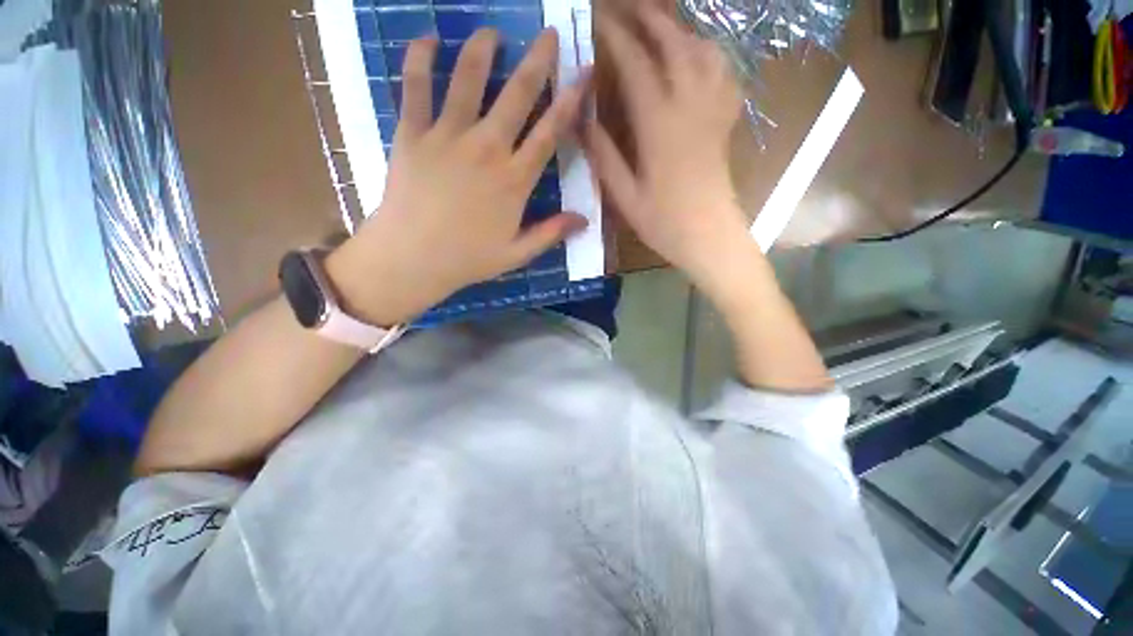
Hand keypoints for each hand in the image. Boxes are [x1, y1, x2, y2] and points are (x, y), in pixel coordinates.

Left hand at [329, 29, 591, 325]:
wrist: (412, 258)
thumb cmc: (468, 259)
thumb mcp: (517, 254)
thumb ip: (551, 233)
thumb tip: (585, 220)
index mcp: (514, 180)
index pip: (550, 132)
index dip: (570, 100)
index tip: (585, 72)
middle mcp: (487, 149)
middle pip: (517, 95)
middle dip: (537, 60)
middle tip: (548, 34)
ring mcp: (447, 137)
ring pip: (468, 79)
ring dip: (482, 49)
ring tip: (491, 31)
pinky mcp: (412, 134)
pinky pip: (415, 86)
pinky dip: (420, 58)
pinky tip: (428, 39)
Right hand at [584, 6, 747, 292]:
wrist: (711, 237)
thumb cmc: (665, 222)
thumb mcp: (625, 196)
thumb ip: (603, 156)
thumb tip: (582, 120)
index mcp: (659, 125)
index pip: (635, 64)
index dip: (614, 37)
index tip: (595, 18)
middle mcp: (689, 105)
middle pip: (673, 43)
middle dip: (648, 17)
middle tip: (625, 6)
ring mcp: (712, 109)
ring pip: (702, 49)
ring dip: (679, 29)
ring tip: (659, 25)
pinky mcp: (725, 121)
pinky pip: (723, 72)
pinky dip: (708, 52)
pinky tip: (697, 55)